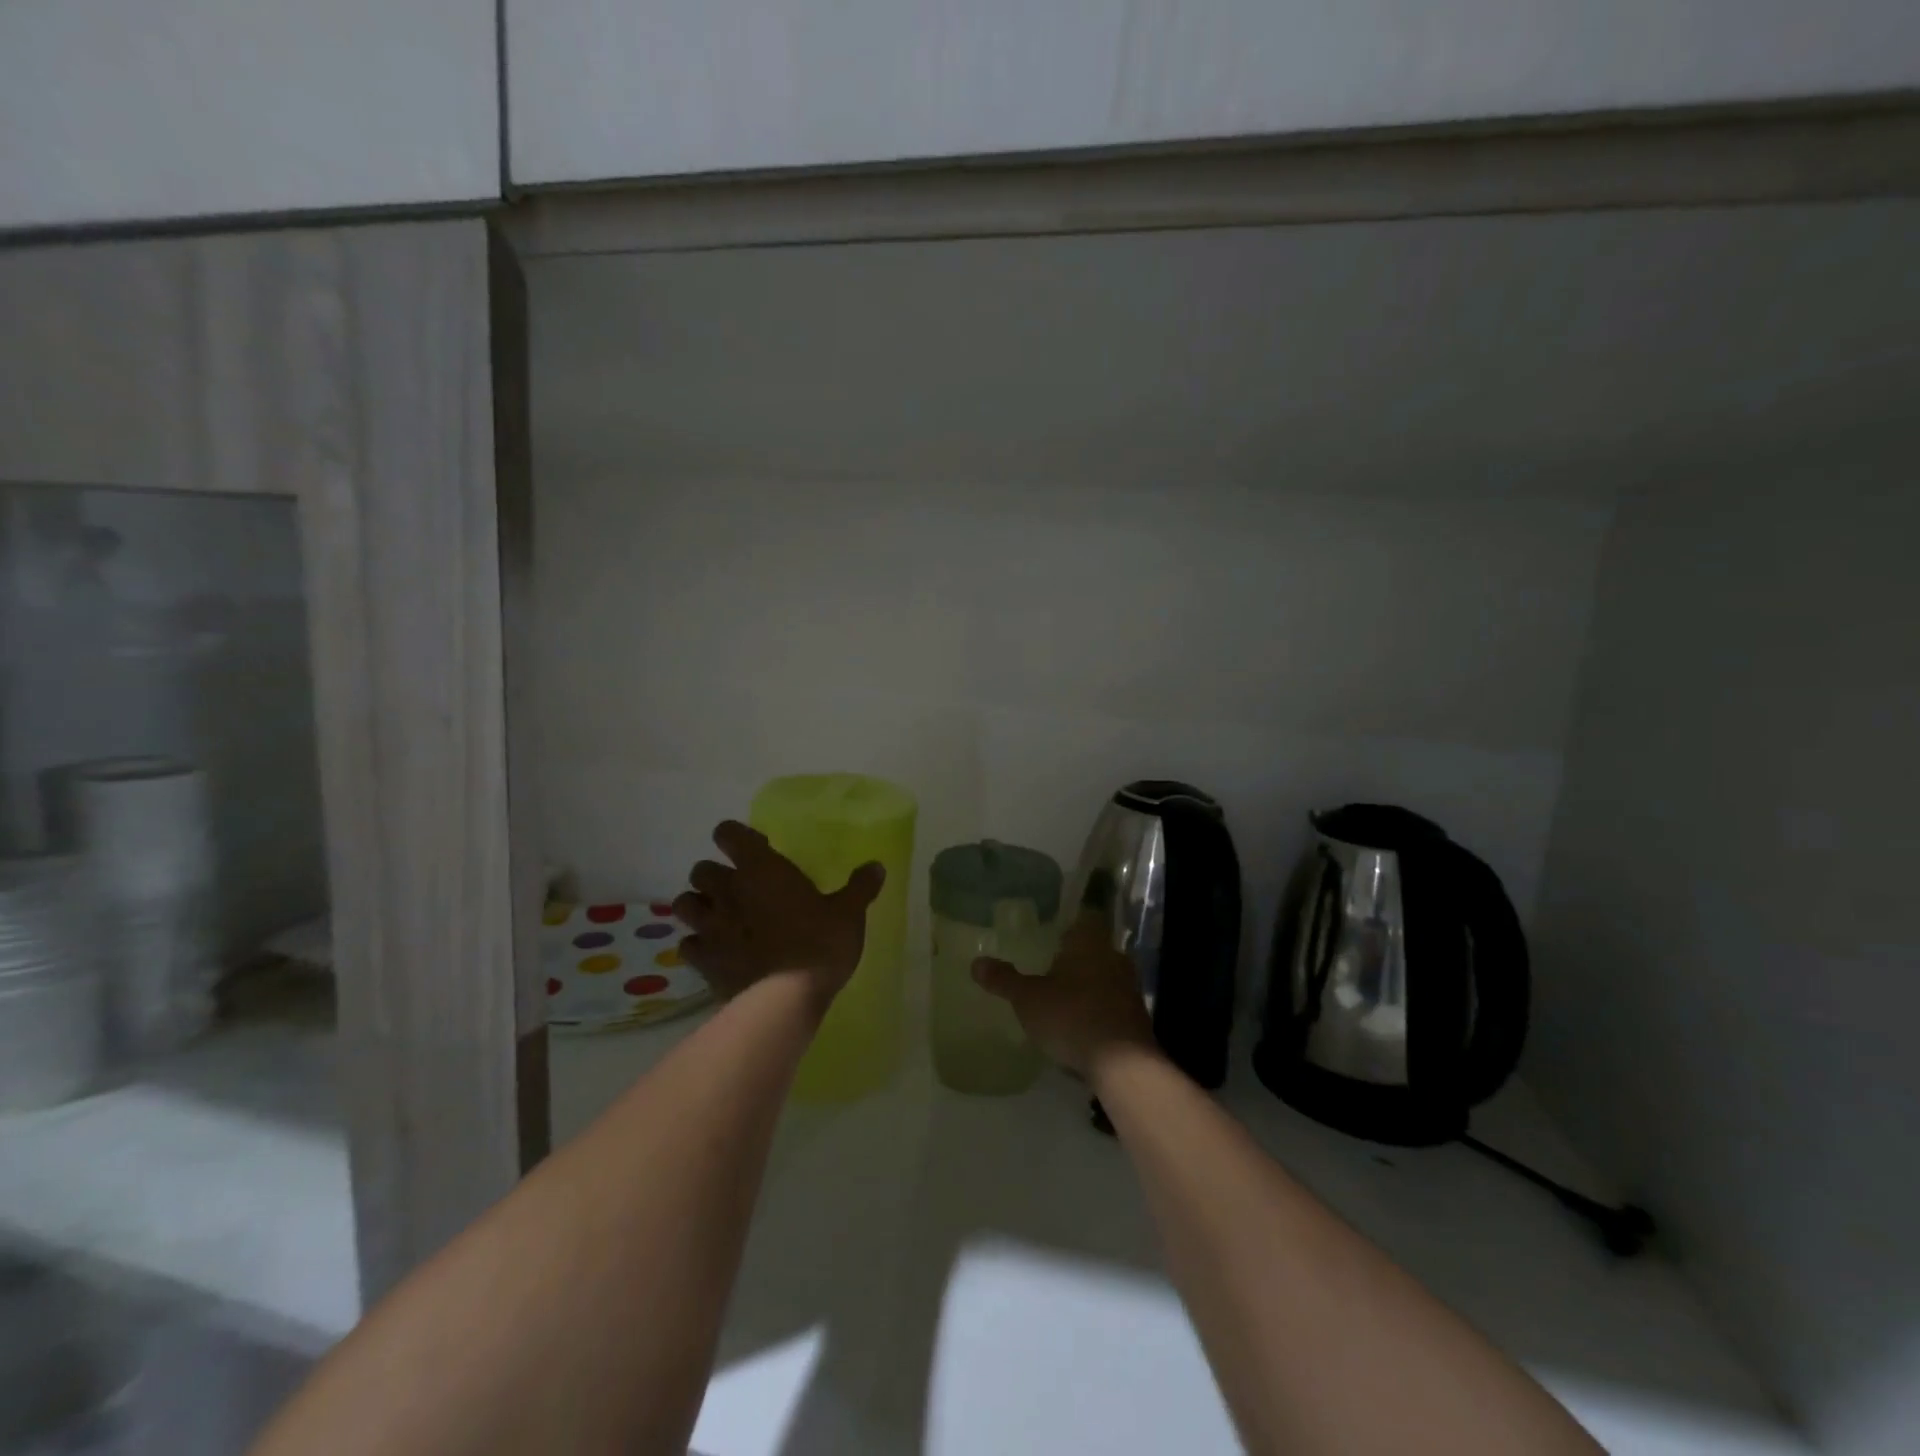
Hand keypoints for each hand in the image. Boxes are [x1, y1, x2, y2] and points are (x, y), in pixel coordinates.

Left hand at [672, 820, 884, 1007]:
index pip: (728, 833)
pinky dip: (697, 945)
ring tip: (718, 917)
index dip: (736, 836)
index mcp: (761, 869)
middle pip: (701, 870)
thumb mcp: (849, 914)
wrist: (785, 999)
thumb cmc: (819, 944)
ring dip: (698, 906)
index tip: (756, 848)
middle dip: (715, 875)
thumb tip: (876, 866)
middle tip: (738, 887)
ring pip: (685, 904)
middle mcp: (728, 891)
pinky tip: (715, 953)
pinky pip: (687, 945)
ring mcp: (710, 927)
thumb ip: (860, 887)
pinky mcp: (703, 961)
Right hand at [972, 911, 1158, 1082]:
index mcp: (1090, 942)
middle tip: (1051, 966)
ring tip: (1062, 997)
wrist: (1122, 1065)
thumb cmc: (1072, 1016)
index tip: (1052, 933)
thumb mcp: (1028, 998)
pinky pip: (1113, 1004)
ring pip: (1105, 976)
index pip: (1085, 918)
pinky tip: (1081, 1025)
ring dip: (1088, 985)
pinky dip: (1098, 1009)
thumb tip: (975, 963)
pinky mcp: (1137, 1018)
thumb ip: (1004, 980)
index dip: (1070, 924)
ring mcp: (1130, 988)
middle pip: (1095, 948)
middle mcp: (1114, 957)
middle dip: (1075, 957)